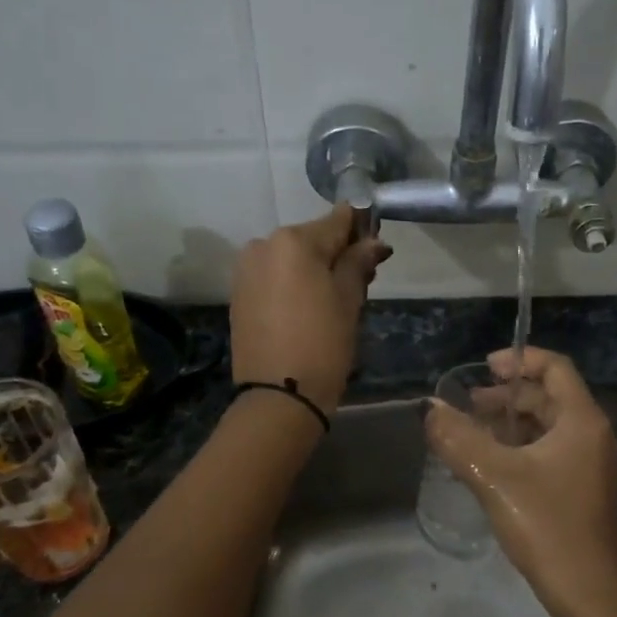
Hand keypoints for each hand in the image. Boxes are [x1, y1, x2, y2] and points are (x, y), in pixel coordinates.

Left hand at [229, 205, 391, 415]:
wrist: (279, 396)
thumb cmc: (323, 344)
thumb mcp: (349, 300)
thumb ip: (358, 262)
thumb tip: (373, 241)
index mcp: (294, 241)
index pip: (337, 220)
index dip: (361, 230)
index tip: (377, 249)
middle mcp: (264, 245)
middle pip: (312, 239)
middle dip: (337, 254)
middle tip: (361, 282)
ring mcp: (246, 270)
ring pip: (292, 259)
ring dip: (314, 270)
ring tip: (334, 302)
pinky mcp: (239, 294)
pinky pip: (274, 277)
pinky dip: (293, 284)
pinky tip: (308, 310)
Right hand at [425, 346, 616, 616]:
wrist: (590, 595)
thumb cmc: (547, 527)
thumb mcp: (495, 478)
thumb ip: (459, 439)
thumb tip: (430, 409)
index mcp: (582, 422)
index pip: (555, 368)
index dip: (520, 360)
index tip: (484, 369)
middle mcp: (594, 436)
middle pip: (550, 397)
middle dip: (508, 396)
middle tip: (470, 407)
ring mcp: (593, 465)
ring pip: (550, 427)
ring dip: (513, 423)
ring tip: (474, 435)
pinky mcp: (586, 490)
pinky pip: (553, 451)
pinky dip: (523, 447)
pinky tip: (494, 466)